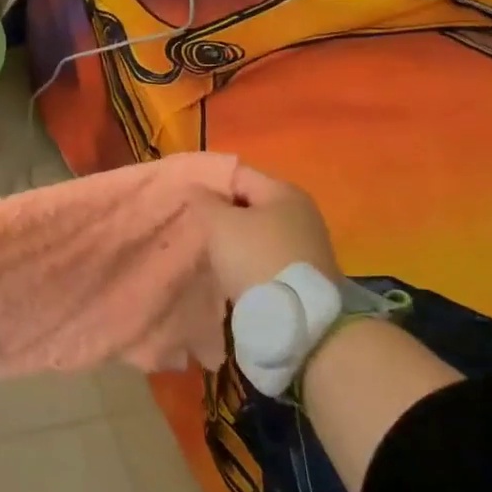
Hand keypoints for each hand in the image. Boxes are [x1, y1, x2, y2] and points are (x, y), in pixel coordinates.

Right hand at [196, 166, 340, 301]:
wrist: (298, 318)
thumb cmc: (255, 257)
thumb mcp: (219, 223)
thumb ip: (203, 200)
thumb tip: (196, 188)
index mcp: (283, 191)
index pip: (237, 173)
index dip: (208, 183)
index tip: (184, 199)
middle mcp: (300, 211)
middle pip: (249, 202)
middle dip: (221, 212)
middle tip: (194, 225)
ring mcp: (307, 242)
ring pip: (257, 229)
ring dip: (234, 237)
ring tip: (209, 250)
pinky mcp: (305, 270)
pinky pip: (267, 252)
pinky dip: (248, 257)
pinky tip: (232, 269)